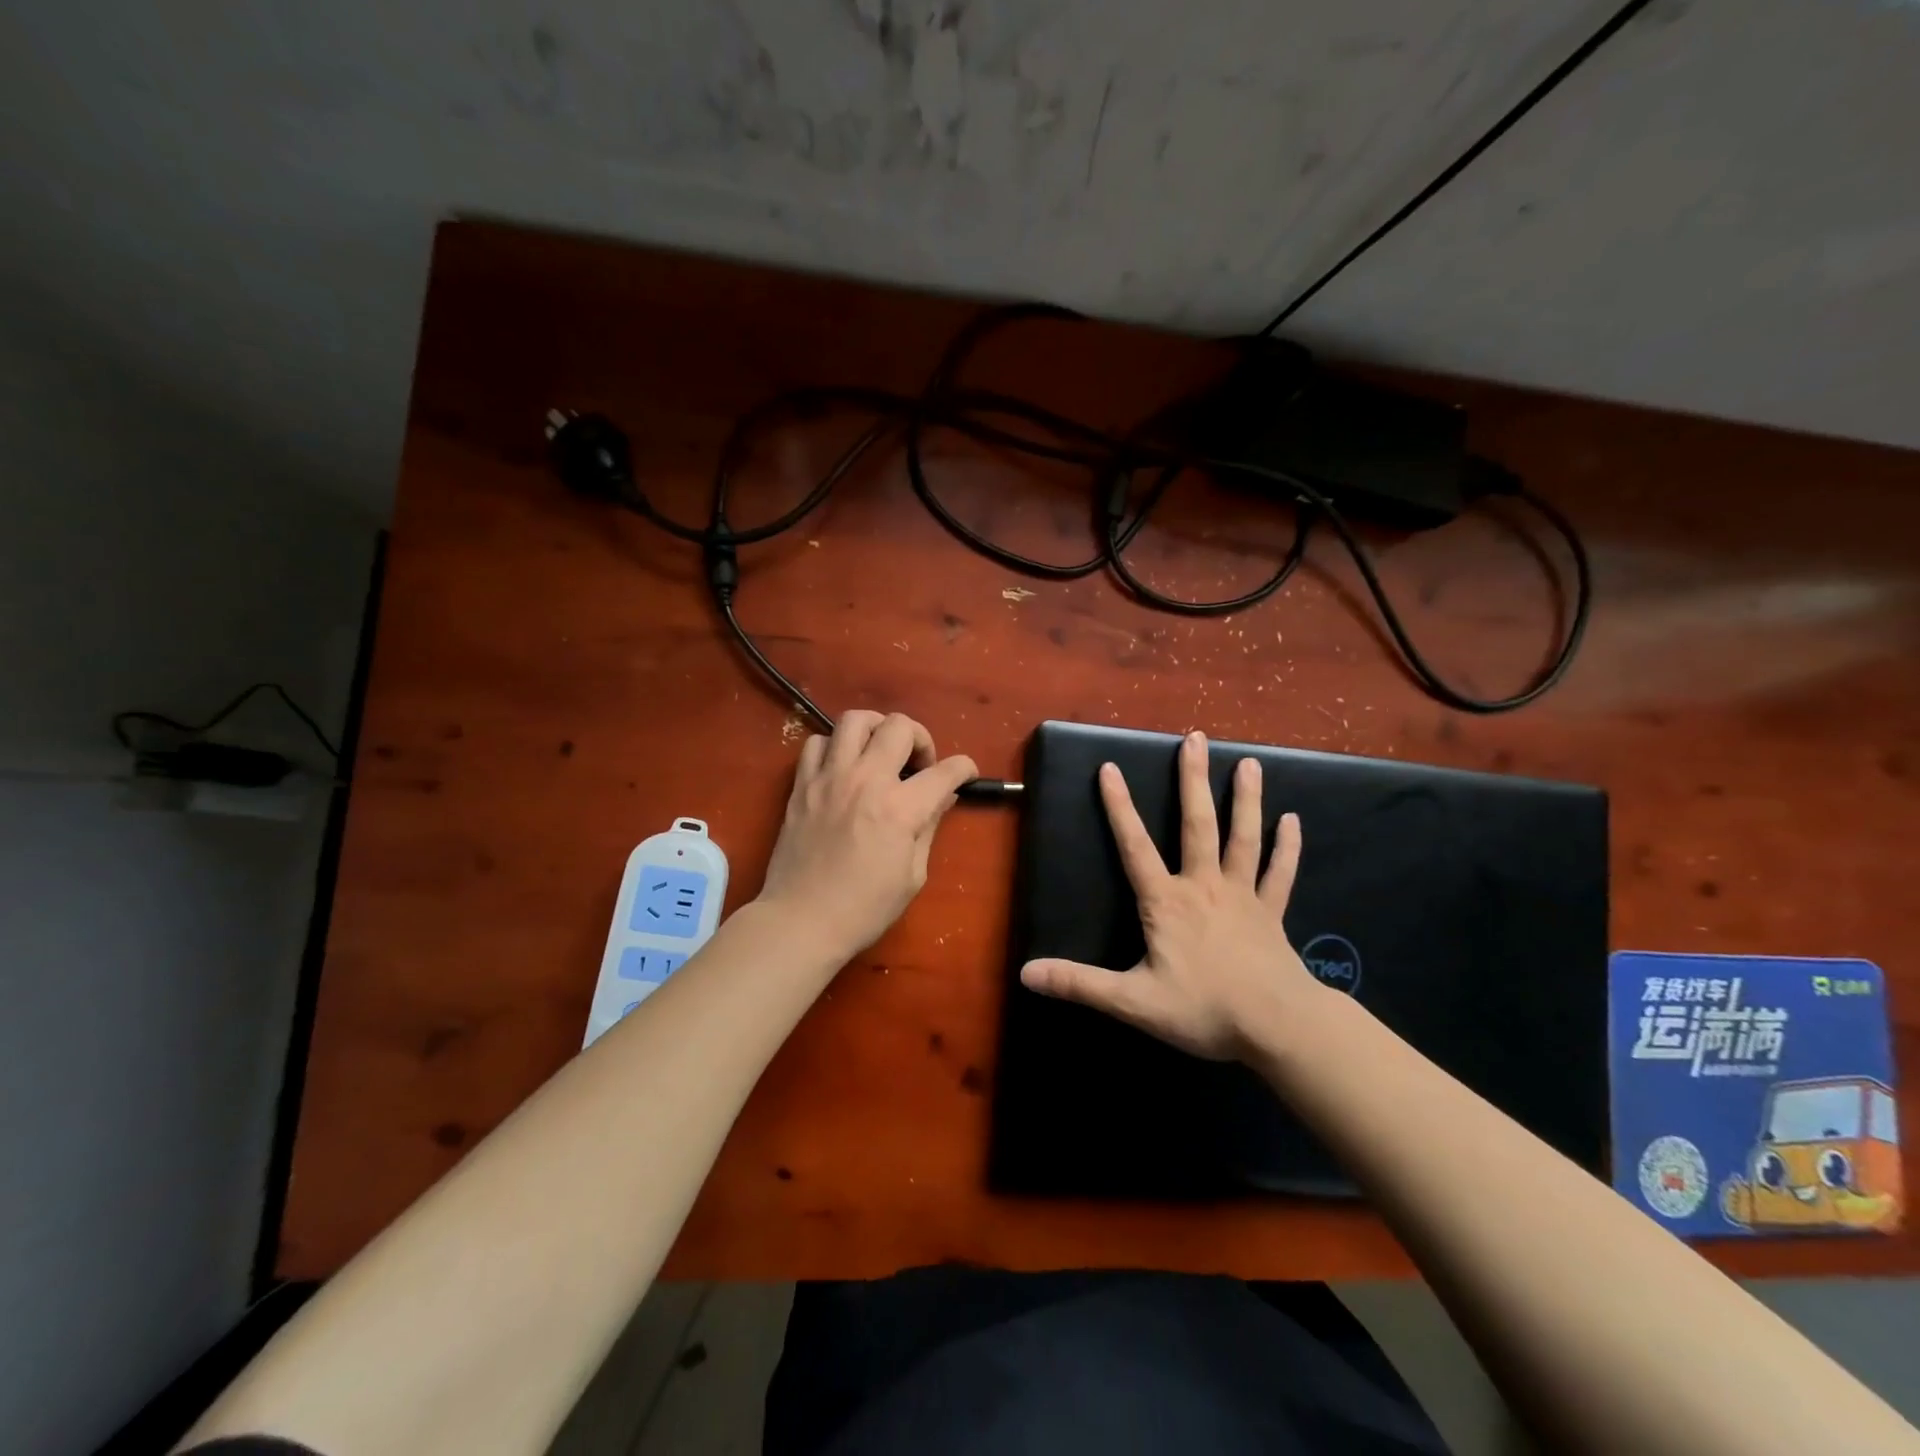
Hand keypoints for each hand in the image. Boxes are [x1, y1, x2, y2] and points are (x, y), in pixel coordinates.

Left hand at [757, 709, 977, 963]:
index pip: (945, 771)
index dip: (964, 768)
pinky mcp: (801, 784)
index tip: (965, 775)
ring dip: (877, 729)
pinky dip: (834, 747)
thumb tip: (943, 797)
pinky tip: (842, 768)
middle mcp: (865, 780)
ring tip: (880, 751)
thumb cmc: (864, 908)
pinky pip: (816, 742)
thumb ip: (929, 827)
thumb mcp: (912, 875)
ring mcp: (829, 777)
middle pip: (900, 726)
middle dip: (921, 739)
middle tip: (918, 766)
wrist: (801, 920)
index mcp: (900, 808)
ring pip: (855, 720)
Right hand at [1020, 730, 1317, 1061]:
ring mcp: (1243, 896)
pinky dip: (1286, 846)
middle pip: (1197, 825)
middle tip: (1195, 738)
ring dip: (1246, 799)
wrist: (1278, 1027)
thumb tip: (1026, 974)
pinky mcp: (1272, 913)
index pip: (1134, 847)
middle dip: (1193, 780)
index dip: (1119, 808)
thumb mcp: (1133, 1002)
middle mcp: (1204, 886)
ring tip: (1249, 762)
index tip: (1110, 768)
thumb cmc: (1204, 1009)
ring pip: (1243, 837)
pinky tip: (1293, 820)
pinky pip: (1279, 873)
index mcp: (1167, 902)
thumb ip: (1080, 984)